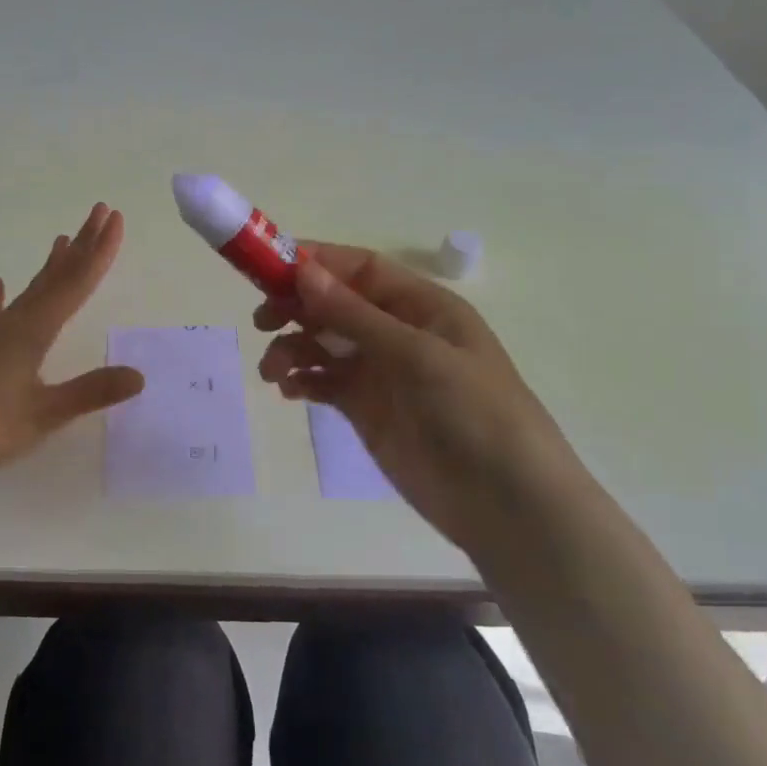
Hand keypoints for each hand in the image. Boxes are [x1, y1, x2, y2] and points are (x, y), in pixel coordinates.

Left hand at [0, 202, 144, 484]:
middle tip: (100, 211)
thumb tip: (139, 375)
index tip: (116, 219)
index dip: (100, 252)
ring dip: (51, 264)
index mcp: (34, 331)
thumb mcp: (44, 414)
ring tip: (62, 239)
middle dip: (82, 245)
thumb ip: (91, 391)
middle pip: (55, 276)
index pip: (76, 284)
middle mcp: (14, 323)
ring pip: (29, 289)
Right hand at [254, 245, 589, 552]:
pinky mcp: (367, 409)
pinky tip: (290, 391)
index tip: (267, 269)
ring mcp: (381, 372)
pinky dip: (302, 381)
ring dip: (292, 349)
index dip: (314, 263)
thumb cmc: (473, 412)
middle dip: (295, 307)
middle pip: (334, 304)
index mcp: (421, 306)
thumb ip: (354, 315)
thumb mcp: (416, 355)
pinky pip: (324, 382)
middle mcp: (398, 332)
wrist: (505, 503)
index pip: (359, 269)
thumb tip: (301, 269)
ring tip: (273, 372)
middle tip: (261, 321)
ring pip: (322, 344)